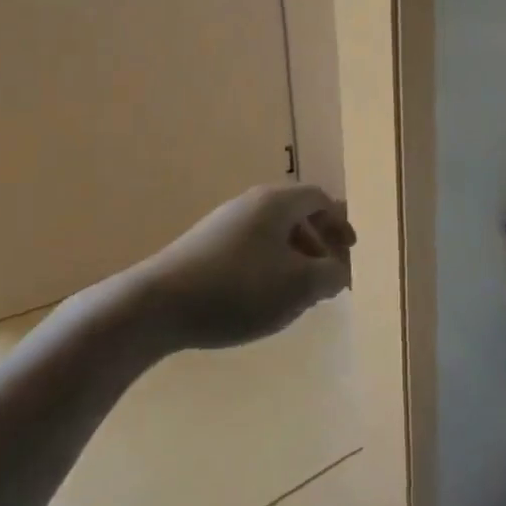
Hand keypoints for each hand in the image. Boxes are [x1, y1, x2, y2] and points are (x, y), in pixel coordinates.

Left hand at [136, 184, 355, 348]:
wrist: (156, 306)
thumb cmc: (239, 289)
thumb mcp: (300, 287)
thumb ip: (331, 276)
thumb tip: (340, 271)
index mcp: (276, 203)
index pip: (319, 199)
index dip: (340, 223)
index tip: (349, 251)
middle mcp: (249, 205)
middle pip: (295, 214)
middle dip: (318, 243)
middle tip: (328, 274)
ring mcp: (221, 225)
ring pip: (271, 234)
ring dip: (293, 258)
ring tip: (297, 293)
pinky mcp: (201, 249)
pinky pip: (248, 249)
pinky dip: (267, 267)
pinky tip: (261, 299)